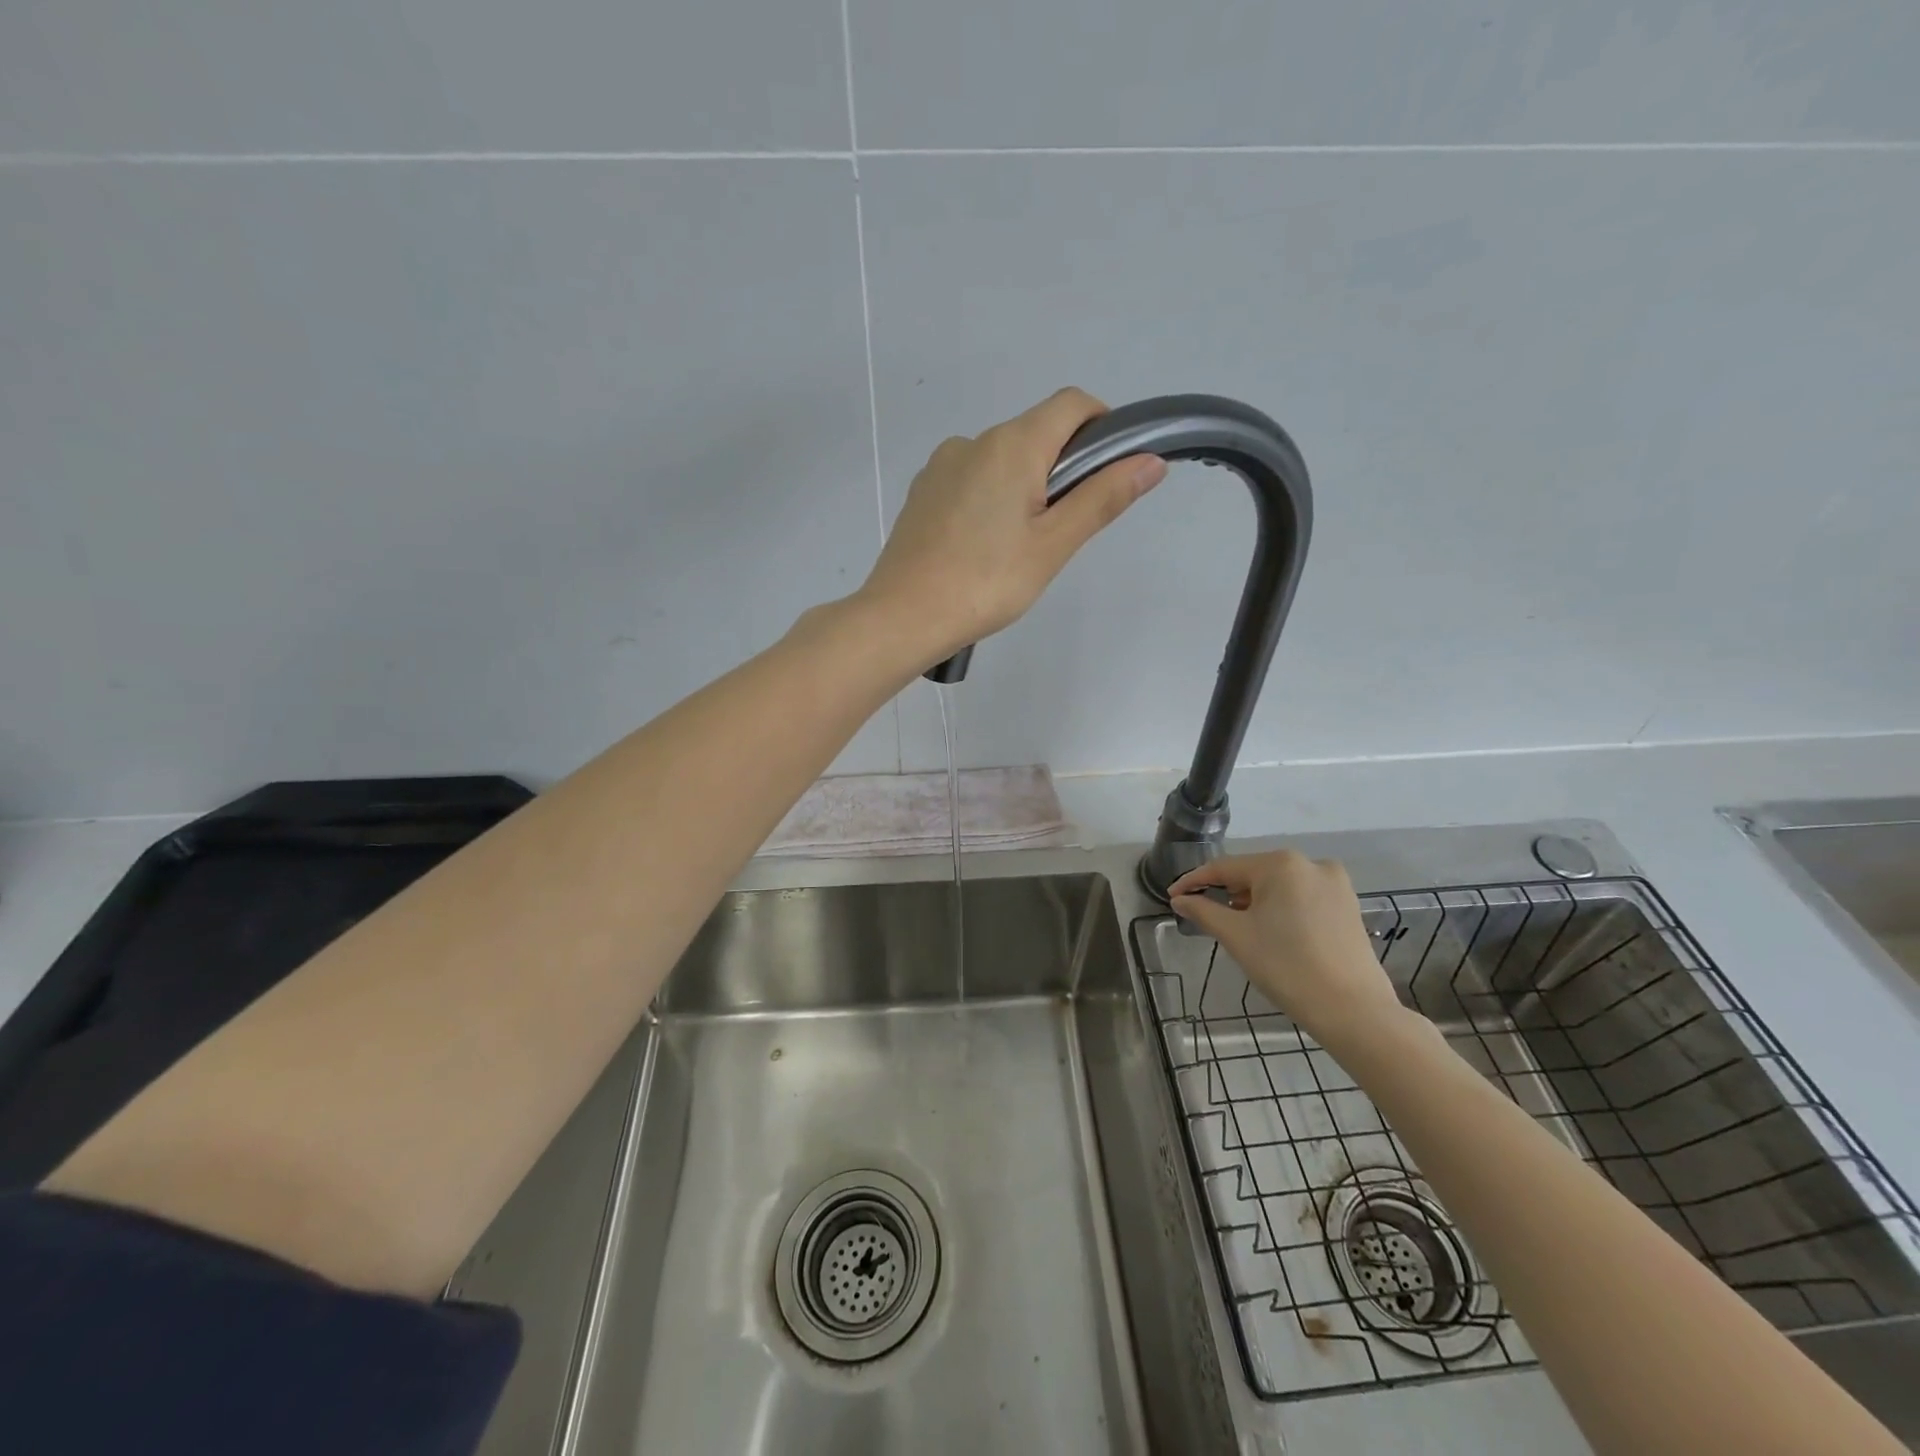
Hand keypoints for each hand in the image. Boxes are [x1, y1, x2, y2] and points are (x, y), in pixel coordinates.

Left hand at [857, 388, 1165, 665]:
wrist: (903, 616)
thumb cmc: (986, 582)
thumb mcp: (1053, 545)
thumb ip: (1102, 498)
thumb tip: (1150, 461)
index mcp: (1011, 444)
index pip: (1072, 404)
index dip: (1102, 426)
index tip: (1110, 472)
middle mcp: (973, 441)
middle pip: (1036, 433)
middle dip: (1062, 468)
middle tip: (1062, 531)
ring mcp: (941, 466)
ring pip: (1002, 459)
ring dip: (1025, 487)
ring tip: (1018, 549)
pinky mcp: (922, 492)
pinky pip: (971, 480)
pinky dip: (990, 499)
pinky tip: (982, 549)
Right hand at [1169, 851, 1405, 1048]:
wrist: (1354, 1012)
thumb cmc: (1287, 967)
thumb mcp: (1236, 937)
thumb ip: (1203, 911)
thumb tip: (1180, 899)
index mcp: (1281, 864)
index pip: (1224, 868)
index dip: (1194, 882)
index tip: (1173, 896)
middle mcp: (1310, 863)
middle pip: (1254, 874)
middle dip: (1227, 893)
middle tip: (1204, 916)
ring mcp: (1335, 884)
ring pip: (1279, 887)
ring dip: (1253, 902)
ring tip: (1237, 928)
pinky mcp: (1348, 906)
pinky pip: (1301, 898)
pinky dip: (1280, 910)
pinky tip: (1271, 932)